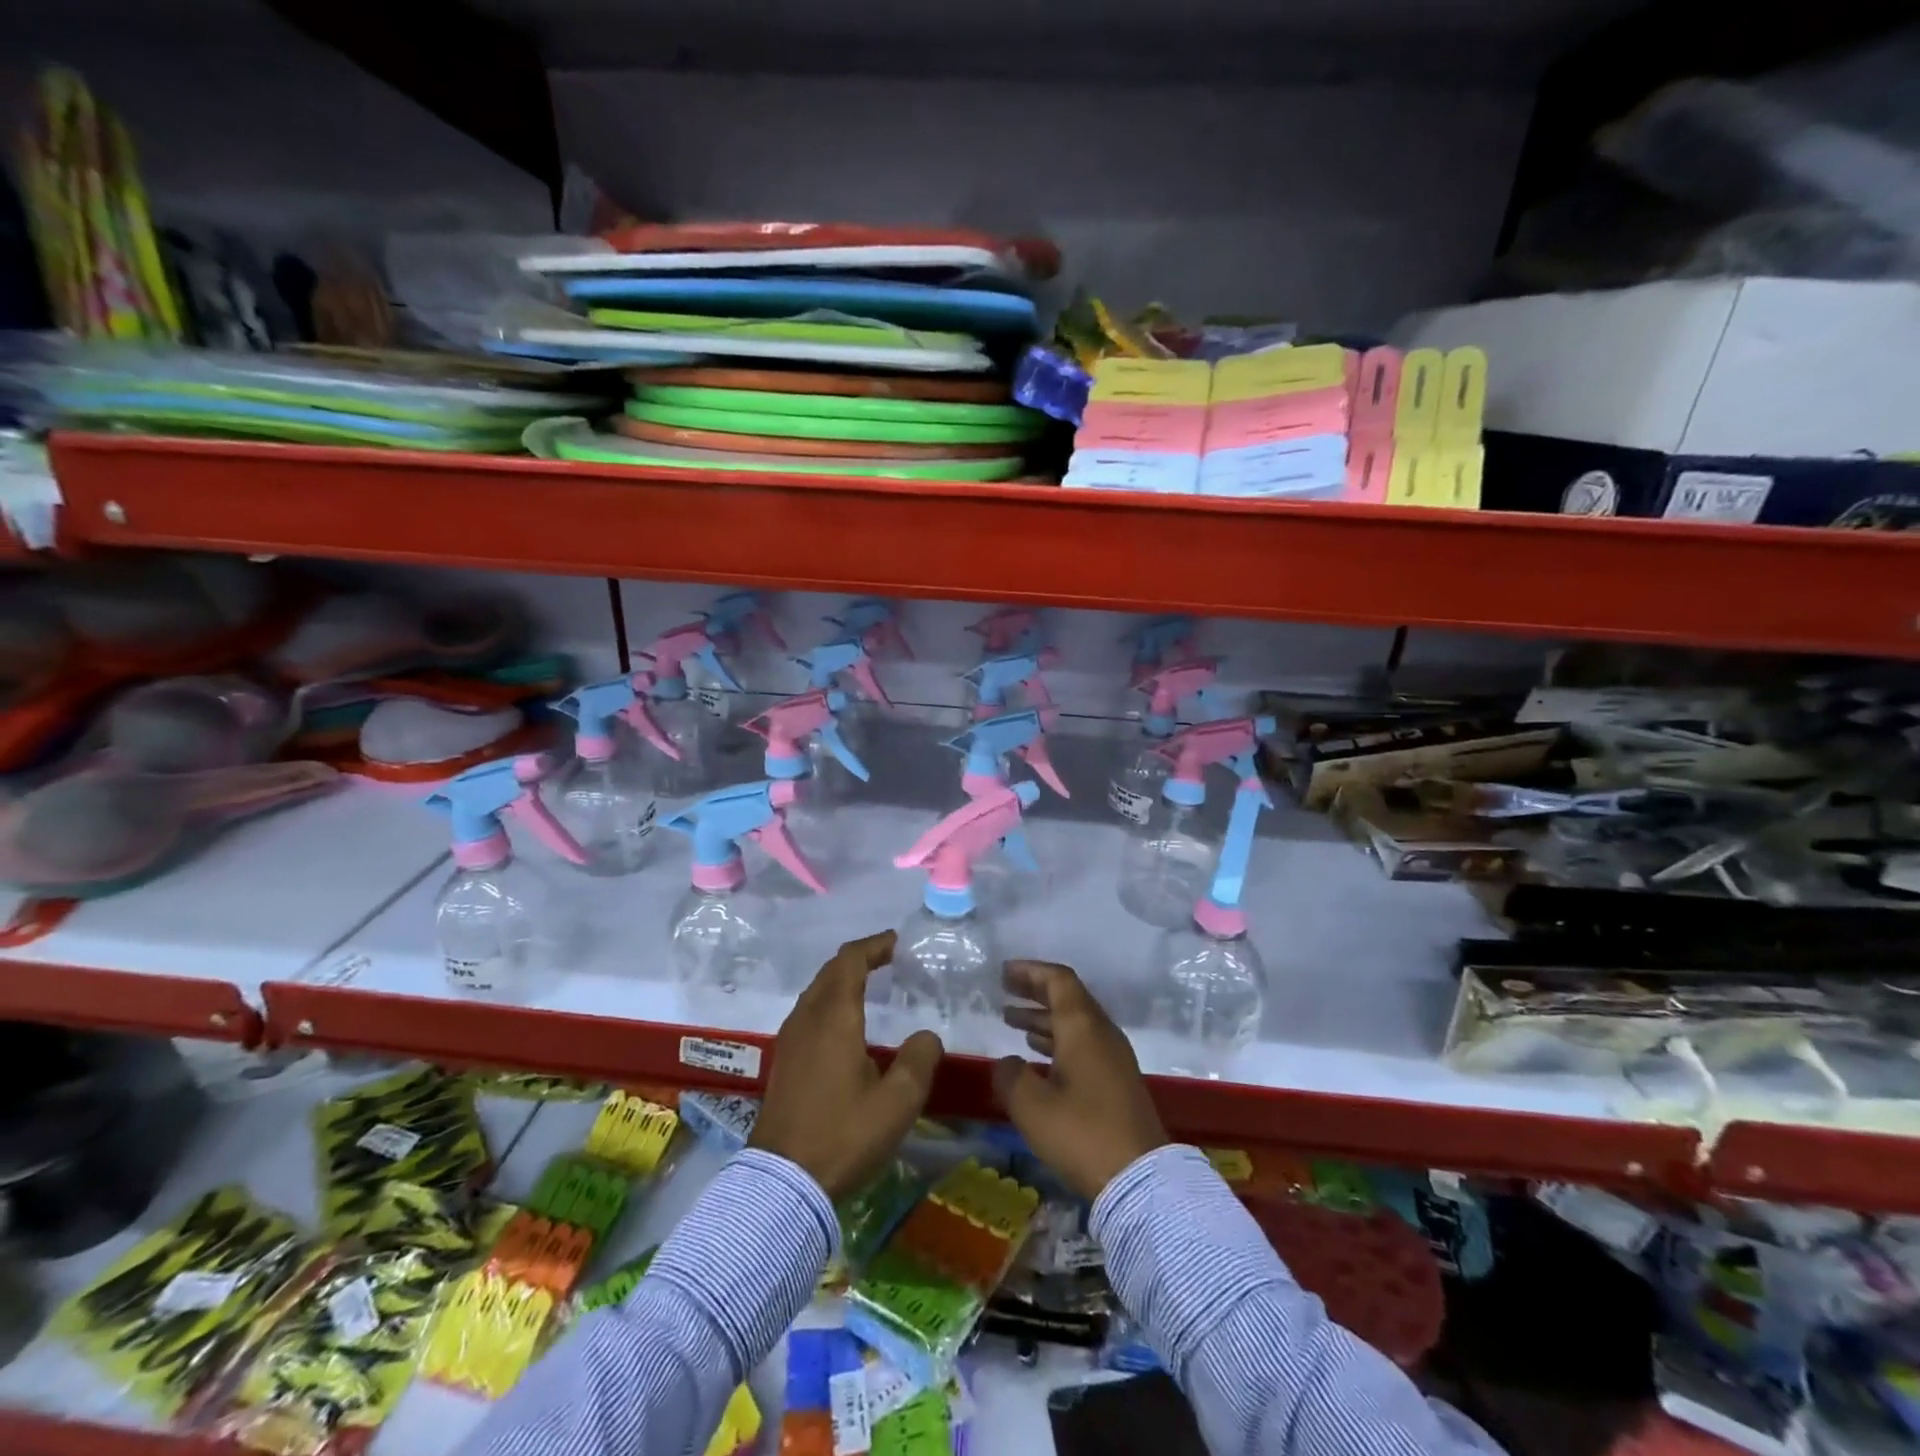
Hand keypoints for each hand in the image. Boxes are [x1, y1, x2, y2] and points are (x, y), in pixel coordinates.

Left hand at [749, 931, 944, 1198]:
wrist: (782, 1183)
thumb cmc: (844, 1135)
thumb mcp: (897, 1102)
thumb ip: (919, 1060)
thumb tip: (926, 1036)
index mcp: (834, 1017)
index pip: (850, 961)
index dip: (873, 946)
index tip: (895, 942)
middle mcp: (808, 1018)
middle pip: (830, 971)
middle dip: (858, 958)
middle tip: (886, 957)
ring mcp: (790, 1040)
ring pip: (816, 991)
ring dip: (841, 978)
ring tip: (868, 983)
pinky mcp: (784, 1061)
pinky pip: (808, 1012)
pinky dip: (830, 1000)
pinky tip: (844, 1023)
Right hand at [993, 959, 1167, 1200]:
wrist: (1142, 1180)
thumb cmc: (1082, 1134)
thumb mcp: (1032, 1107)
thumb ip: (1011, 1077)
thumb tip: (1007, 1063)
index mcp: (1083, 1027)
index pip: (1059, 980)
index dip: (1030, 971)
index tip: (1005, 972)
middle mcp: (1101, 1034)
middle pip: (1068, 998)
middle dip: (1035, 992)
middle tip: (1005, 991)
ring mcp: (1114, 1058)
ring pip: (1075, 1023)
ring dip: (1044, 1019)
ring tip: (1012, 1021)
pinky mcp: (1117, 1082)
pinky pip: (1083, 1044)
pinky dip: (1057, 1041)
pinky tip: (1038, 1056)